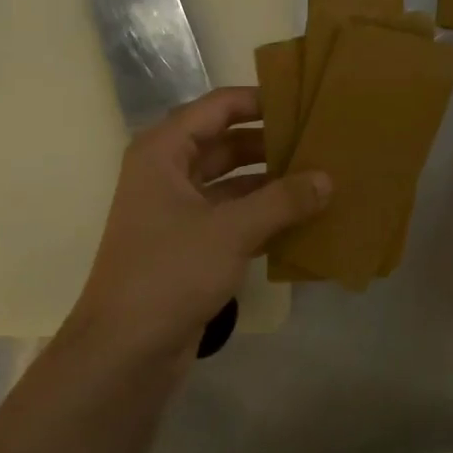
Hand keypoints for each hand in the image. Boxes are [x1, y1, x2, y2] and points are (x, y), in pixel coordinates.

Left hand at [63, 88, 330, 361]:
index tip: (303, 101)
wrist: (125, 352)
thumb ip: (283, 201)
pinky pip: (233, 216)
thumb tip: (327, 178)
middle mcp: (168, 173)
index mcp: (163, 152)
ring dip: (271, 182)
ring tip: (320, 177)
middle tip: (320, 140)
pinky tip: (303, 219)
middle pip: (226, 143)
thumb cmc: (170, 273)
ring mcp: (178, 211)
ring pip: (232, 182)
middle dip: (270, 143)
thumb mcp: (231, 231)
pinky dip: (263, 215)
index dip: (259, 100)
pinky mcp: (190, 245)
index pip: (217, 107)